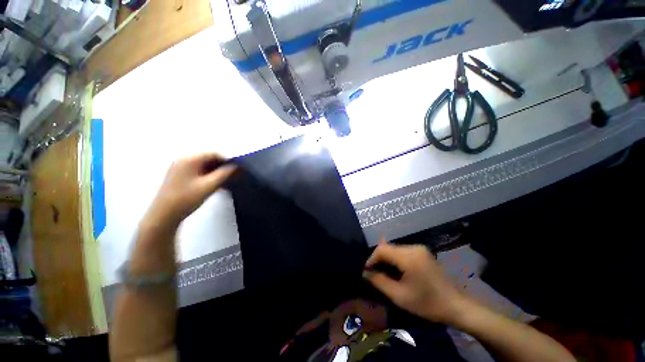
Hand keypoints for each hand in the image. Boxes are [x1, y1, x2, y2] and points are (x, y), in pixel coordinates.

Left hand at [144, 153, 236, 226]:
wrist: (164, 215)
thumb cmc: (187, 198)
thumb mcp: (209, 185)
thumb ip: (224, 174)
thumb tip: (235, 167)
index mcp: (189, 159)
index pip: (213, 154)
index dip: (226, 160)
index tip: (236, 169)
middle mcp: (183, 160)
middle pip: (207, 159)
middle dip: (221, 167)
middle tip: (232, 176)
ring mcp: (178, 168)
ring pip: (202, 166)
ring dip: (215, 172)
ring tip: (225, 182)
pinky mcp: (177, 176)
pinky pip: (196, 172)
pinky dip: (207, 176)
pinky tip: (214, 185)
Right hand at [363, 243, 465, 324]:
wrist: (455, 305)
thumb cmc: (427, 303)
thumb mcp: (400, 296)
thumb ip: (379, 282)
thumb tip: (365, 273)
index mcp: (409, 257)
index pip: (382, 249)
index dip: (372, 258)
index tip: (367, 271)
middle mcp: (413, 248)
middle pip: (388, 248)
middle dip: (379, 259)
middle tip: (374, 273)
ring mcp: (419, 249)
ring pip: (395, 249)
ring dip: (387, 259)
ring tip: (383, 272)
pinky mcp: (422, 252)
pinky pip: (403, 251)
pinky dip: (395, 258)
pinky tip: (395, 269)